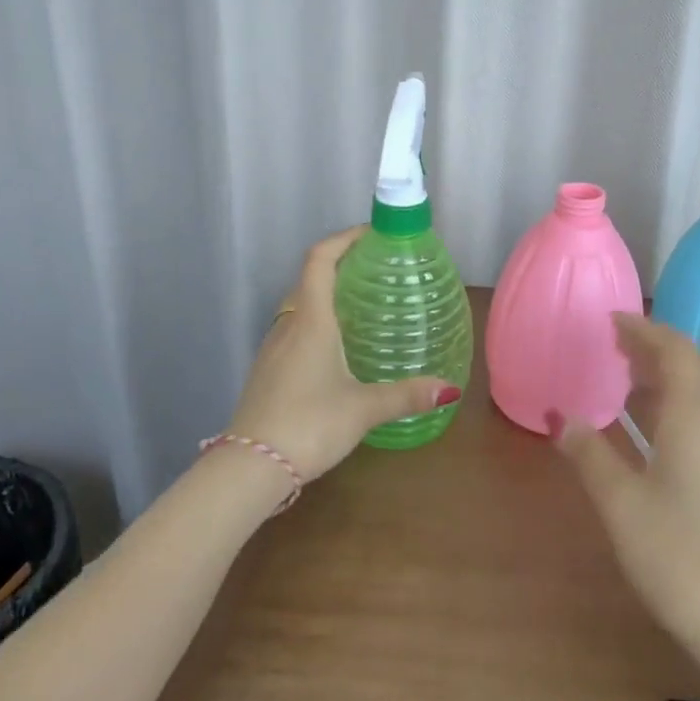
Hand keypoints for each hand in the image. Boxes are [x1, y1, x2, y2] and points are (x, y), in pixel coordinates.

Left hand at [225, 226, 460, 480]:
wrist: (249, 467)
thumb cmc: (309, 424)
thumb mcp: (363, 409)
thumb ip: (406, 396)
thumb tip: (450, 389)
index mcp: (311, 322)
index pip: (320, 260)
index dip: (343, 238)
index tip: (370, 233)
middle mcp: (288, 326)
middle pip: (308, 279)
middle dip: (340, 264)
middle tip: (375, 269)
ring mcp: (272, 348)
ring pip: (299, 306)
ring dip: (325, 294)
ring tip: (361, 305)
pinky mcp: (266, 370)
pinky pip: (293, 330)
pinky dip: (315, 322)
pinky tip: (336, 348)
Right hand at [553, 314, 699, 674]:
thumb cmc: (680, 556)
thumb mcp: (621, 504)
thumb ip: (589, 455)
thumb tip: (560, 418)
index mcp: (695, 416)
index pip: (674, 349)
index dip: (643, 329)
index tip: (611, 319)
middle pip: (696, 364)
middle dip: (658, 346)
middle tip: (617, 343)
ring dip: (671, 372)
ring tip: (629, 375)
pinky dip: (681, 400)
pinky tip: (656, 426)